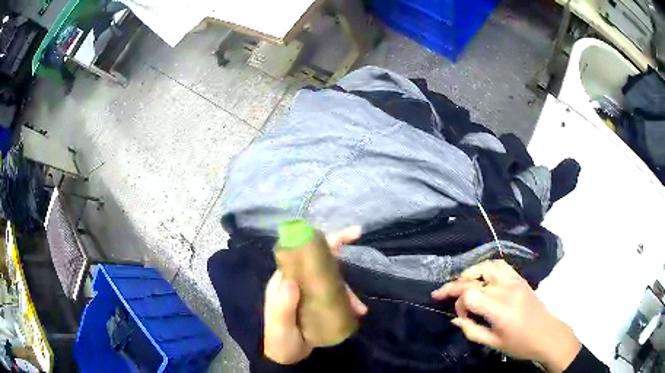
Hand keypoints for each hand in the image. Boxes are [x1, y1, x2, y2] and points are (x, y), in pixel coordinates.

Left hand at [264, 227, 367, 364]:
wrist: (287, 358)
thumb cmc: (280, 340)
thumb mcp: (280, 325)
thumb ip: (283, 306)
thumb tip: (291, 280)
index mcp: (284, 282)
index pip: (300, 254)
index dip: (319, 241)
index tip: (337, 233)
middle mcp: (296, 283)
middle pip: (319, 264)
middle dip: (339, 257)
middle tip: (358, 240)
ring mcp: (308, 294)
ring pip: (331, 282)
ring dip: (348, 291)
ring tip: (360, 308)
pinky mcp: (318, 305)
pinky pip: (335, 297)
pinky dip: (348, 302)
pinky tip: (357, 312)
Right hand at [432, 260, 580, 372]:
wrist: (546, 334)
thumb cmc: (520, 344)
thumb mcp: (493, 344)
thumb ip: (471, 330)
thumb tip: (455, 318)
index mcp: (500, 309)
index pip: (469, 294)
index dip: (458, 303)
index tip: (460, 316)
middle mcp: (506, 289)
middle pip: (474, 279)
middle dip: (454, 286)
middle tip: (440, 293)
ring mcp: (514, 281)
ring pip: (487, 266)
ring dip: (470, 272)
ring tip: (462, 282)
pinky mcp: (520, 279)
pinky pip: (501, 265)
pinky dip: (487, 267)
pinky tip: (482, 276)